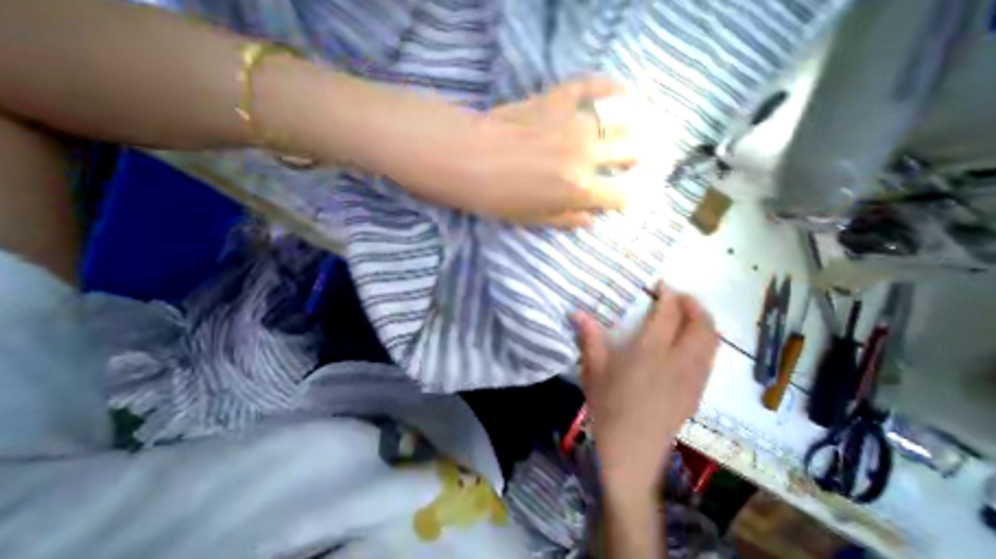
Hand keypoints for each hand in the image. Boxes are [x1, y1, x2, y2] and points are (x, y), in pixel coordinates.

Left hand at [365, 75, 638, 227]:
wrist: (470, 159)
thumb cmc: (499, 198)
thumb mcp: (533, 219)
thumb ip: (566, 218)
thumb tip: (592, 220)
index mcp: (580, 189)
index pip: (619, 196)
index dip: (622, 199)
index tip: (619, 199)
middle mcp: (587, 155)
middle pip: (630, 153)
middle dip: (635, 160)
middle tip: (631, 161)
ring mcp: (575, 122)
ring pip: (620, 119)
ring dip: (630, 127)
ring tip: (630, 130)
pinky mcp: (559, 98)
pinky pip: (593, 85)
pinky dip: (610, 87)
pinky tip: (621, 91)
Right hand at [577, 285, 715, 494]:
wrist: (631, 452)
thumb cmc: (608, 407)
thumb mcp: (593, 370)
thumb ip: (589, 338)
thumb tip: (576, 312)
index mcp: (649, 353)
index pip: (668, 315)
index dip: (669, 296)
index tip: (663, 284)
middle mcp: (678, 362)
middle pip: (701, 326)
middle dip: (694, 305)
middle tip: (681, 296)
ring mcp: (692, 380)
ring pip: (711, 343)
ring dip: (704, 323)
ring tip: (690, 315)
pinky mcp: (696, 394)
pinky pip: (710, 360)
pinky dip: (706, 343)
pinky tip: (690, 345)